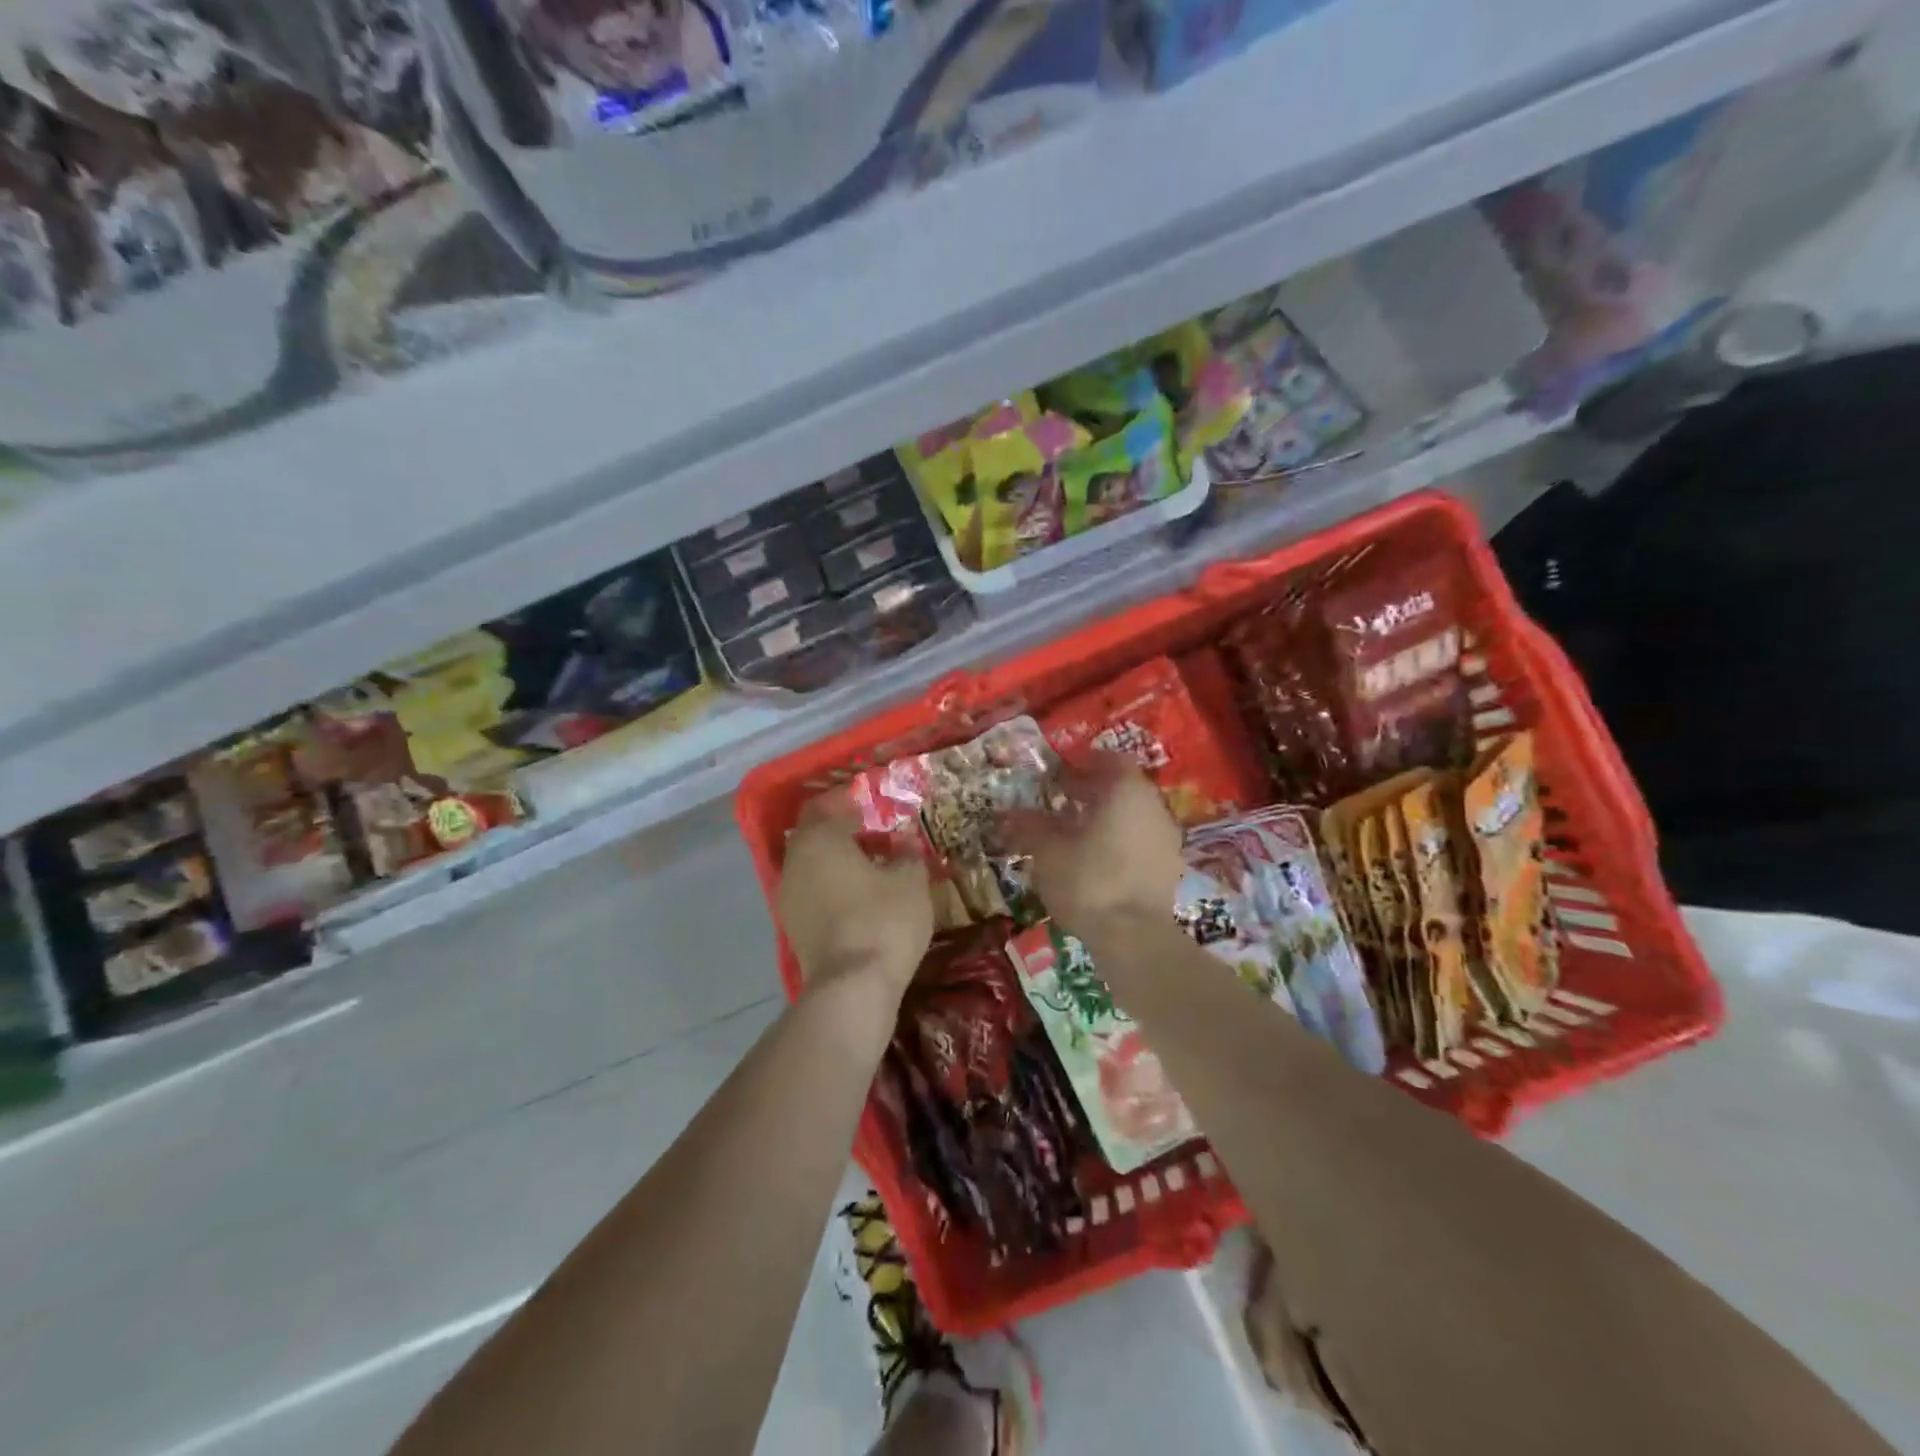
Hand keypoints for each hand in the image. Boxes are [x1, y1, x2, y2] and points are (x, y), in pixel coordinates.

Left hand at [777, 791, 932, 995]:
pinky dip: (832, 887)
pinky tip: (860, 898)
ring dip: (838, 861)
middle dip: (843, 831)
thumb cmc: (883, 920)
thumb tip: (906, 843)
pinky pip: (813, 892)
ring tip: (872, 868)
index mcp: (819, 839)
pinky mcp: (793, 927)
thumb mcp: (910, 881)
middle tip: (876, 834)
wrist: (851, 988)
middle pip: (815, 835)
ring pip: (813, 865)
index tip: (872, 804)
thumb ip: (907, 854)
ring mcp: (789, 896)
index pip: (826, 805)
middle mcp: (795, 861)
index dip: (849, 801)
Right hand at [1001, 753, 1183, 933]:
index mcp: (1127, 791)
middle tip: (1058, 801)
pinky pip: (1140, 843)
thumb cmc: (1088, 881)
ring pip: (1132, 816)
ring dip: (1104, 818)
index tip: (1058, 774)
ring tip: (1071, 833)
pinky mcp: (1169, 870)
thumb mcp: (1047, 851)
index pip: (1109, 760)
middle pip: (1121, 788)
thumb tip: (1007, 815)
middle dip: (1090, 792)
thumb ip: (1029, 827)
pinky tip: (1092, 861)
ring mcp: (1167, 840)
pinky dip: (1117, 843)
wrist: (1134, 939)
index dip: (1082, 763)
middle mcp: (1154, 807)